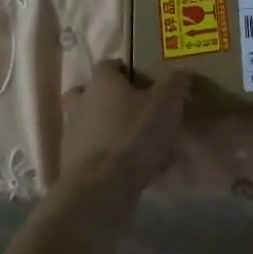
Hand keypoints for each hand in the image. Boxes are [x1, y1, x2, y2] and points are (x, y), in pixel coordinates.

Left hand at [54, 62, 188, 211]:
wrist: (102, 188)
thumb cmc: (134, 135)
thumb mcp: (167, 103)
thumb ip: (175, 83)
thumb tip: (181, 73)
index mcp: (101, 83)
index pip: (107, 65)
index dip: (123, 70)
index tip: (141, 81)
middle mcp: (81, 104)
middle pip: (87, 94)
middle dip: (106, 99)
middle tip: (131, 109)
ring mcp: (72, 136)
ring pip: (89, 126)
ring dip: (107, 131)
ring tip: (137, 146)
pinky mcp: (71, 166)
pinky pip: (93, 156)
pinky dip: (109, 160)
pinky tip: (132, 171)